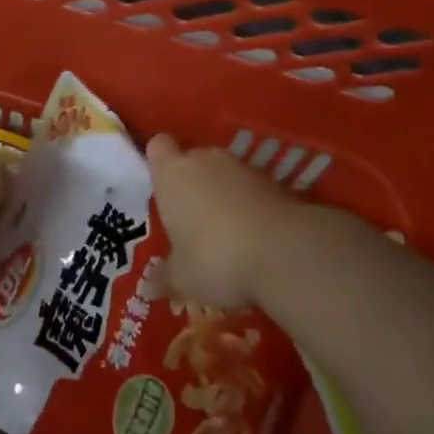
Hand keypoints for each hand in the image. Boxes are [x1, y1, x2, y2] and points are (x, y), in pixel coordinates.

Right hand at [147, 134, 296, 309]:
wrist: (284, 252)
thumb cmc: (215, 258)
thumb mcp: (184, 278)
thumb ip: (166, 277)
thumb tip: (148, 287)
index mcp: (172, 174)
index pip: (158, 146)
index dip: (159, 161)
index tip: (160, 184)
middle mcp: (205, 161)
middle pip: (193, 159)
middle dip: (192, 182)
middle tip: (191, 219)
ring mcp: (243, 168)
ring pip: (225, 173)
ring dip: (223, 194)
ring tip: (225, 232)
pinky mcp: (275, 182)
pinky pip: (252, 189)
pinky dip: (251, 205)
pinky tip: (254, 237)